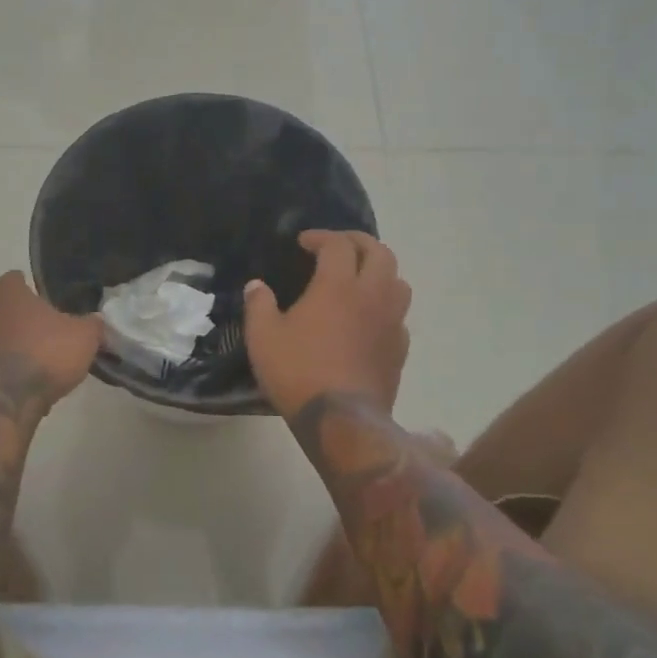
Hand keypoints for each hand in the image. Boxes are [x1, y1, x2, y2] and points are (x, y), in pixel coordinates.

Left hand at [0, 272, 101, 405]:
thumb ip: (91, 325)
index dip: (23, 283)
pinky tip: (29, 391)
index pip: (11, 280)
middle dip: (24, 323)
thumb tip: (95, 319)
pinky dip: (9, 377)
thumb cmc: (45, 355)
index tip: (35, 290)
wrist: (5, 403)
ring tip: (41, 368)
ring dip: (15, 351)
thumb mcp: (84, 337)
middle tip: (48, 334)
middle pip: (5, 313)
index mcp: (13, 300)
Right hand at [244, 230, 411, 419]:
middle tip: (338, 247)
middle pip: (380, 252)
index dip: (321, 237)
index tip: (304, 242)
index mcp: (338, 285)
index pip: (338, 244)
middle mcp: (371, 295)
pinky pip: (399, 315)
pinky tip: (369, 319)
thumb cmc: (298, 372)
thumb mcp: (263, 337)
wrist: (342, 420)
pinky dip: (386, 306)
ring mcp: (391, 322)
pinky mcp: (400, 349)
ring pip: (398, 281)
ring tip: (360, 278)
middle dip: (358, 242)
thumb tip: (256, 286)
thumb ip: (259, 305)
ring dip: (380, 271)